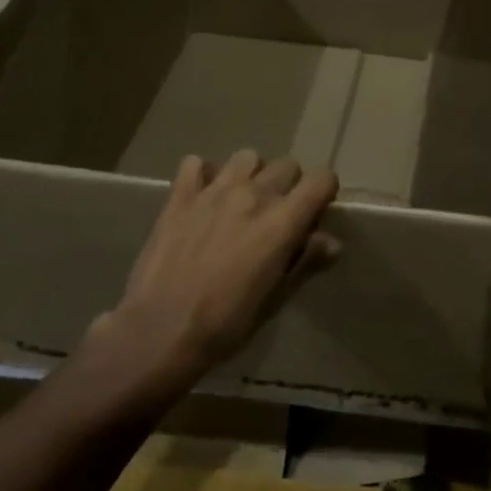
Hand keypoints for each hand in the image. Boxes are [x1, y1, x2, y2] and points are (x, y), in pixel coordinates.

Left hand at [98, 150, 339, 384]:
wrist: (159, 332)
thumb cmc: (225, 324)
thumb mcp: (275, 299)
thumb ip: (306, 263)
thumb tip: (331, 241)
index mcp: (283, 221)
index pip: (321, 179)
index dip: (323, 193)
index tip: (314, 213)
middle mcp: (253, 195)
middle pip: (287, 165)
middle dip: (289, 186)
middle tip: (275, 216)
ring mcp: (214, 191)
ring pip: (246, 158)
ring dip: (250, 175)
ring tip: (240, 201)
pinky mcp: (180, 196)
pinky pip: (196, 163)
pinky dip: (203, 174)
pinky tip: (202, 197)